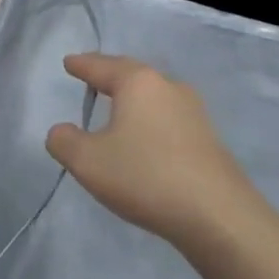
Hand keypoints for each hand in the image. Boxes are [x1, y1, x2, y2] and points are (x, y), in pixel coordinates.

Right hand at [45, 54, 255, 247]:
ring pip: (154, 94)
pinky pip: (168, 117)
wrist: (218, 216)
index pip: (101, 66)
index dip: (82, 65)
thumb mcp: (89, 162)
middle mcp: (167, 86)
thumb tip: (60, 131)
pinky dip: (150, 119)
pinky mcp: (208, 138)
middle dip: (109, 74)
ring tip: (117, 105)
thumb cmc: (146, 176)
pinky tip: (146, 136)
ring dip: (133, 97)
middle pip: (131, 73)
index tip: (69, 62)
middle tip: (91, 75)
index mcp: (137, 82)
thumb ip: (65, 142)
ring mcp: (193, 111)